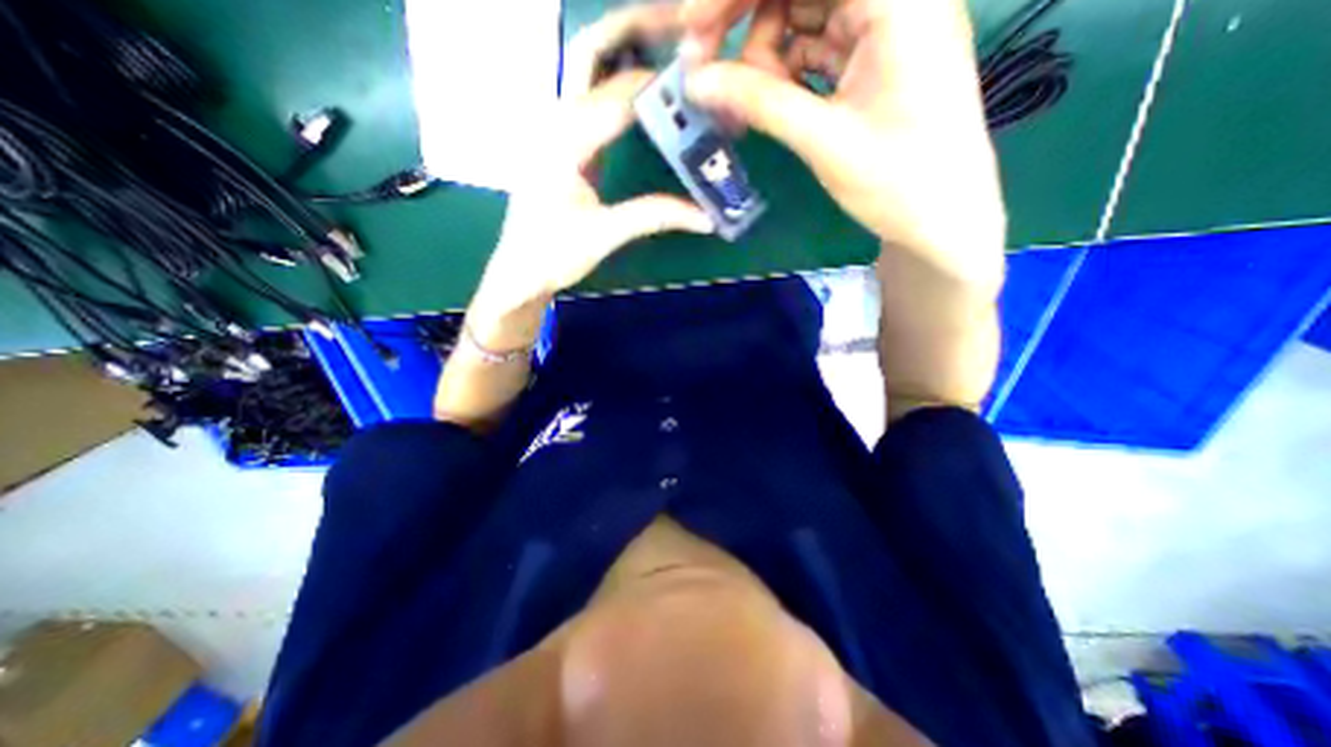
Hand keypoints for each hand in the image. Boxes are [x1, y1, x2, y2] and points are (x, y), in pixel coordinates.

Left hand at [479, 2, 716, 318]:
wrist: (519, 271)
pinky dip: (617, 75)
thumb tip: (706, 216)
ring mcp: (554, 127)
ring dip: (624, 42)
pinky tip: (643, 81)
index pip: (617, 95)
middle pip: (589, 50)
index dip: (660, 86)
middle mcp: (554, 121)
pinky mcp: (561, 140)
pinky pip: (588, 93)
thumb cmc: (554, 255)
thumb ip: (654, 216)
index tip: (700, 84)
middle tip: (682, 22)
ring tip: (668, 39)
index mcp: (563, 142)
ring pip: (585, 64)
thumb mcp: (605, 235)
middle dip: (634, 26)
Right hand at [680, 0, 1003, 291]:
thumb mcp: (823, 141)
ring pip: (804, 11)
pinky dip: (785, 70)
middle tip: (706, 67)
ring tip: (745, 100)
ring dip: (765, 51)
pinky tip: (768, 101)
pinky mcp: (874, 56)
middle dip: (747, 17)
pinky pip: (816, 45)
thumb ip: (760, 102)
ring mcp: (885, 24)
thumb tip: (697, 81)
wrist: (942, 219)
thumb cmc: (896, 183)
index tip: (693, 28)